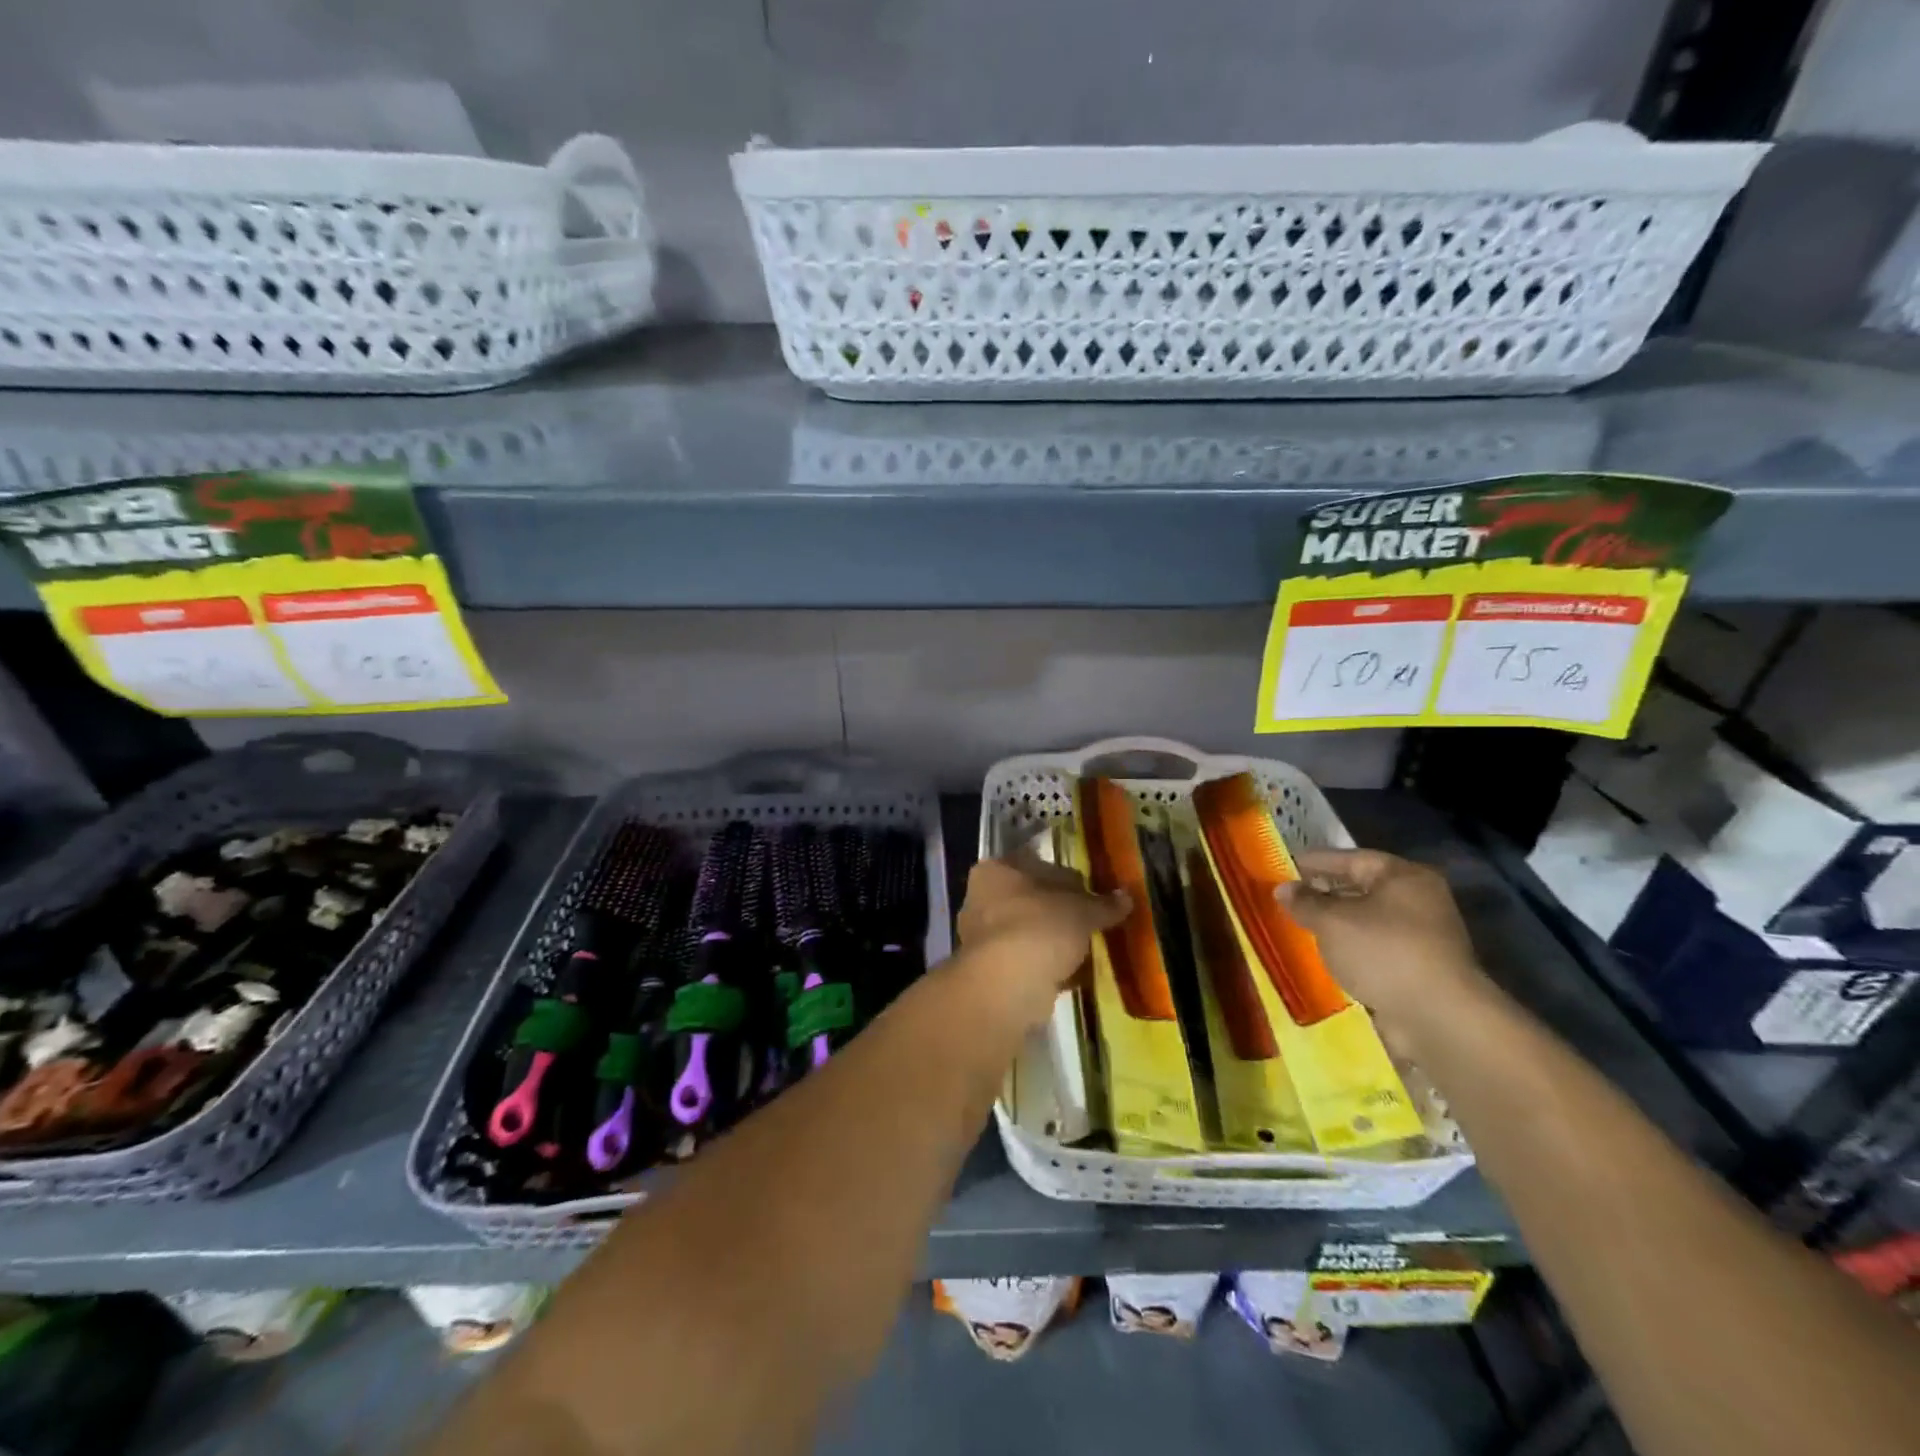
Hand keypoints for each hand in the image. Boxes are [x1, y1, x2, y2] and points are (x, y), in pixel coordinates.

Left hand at [954, 841, 1130, 1028]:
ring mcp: (983, 936)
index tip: (1093, 892)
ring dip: (1056, 939)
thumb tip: (1126, 897)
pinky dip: (1049, 964)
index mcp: (996, 870)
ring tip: (1088, 948)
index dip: (1069, 877)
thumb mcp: (1081, 911)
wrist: (1006, 986)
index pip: (1038, 863)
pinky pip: (1028, 960)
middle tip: (1094, 921)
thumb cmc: (1039, 928)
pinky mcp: (991, 970)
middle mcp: (982, 898)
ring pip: (1030, 930)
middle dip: (1062, 910)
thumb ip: (1103, 904)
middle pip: (1033, 898)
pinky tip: (1075, 973)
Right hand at [1276, 849, 1494, 1052]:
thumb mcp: (1332, 922)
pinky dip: (1352, 948)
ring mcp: (1423, 936)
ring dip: (1338, 923)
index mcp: (1404, 877)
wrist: (1439, 1018)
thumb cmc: (1384, 953)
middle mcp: (1419, 900)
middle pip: (1362, 888)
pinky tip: (1328, 954)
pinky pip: (1376, 948)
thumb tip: (1282, 888)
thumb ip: (1305, 902)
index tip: (1285, 865)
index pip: (1351, 859)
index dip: (1316, 861)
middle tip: (1289, 896)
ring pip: (1369, 920)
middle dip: (1325, 892)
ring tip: (1302, 925)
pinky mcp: (1420, 968)